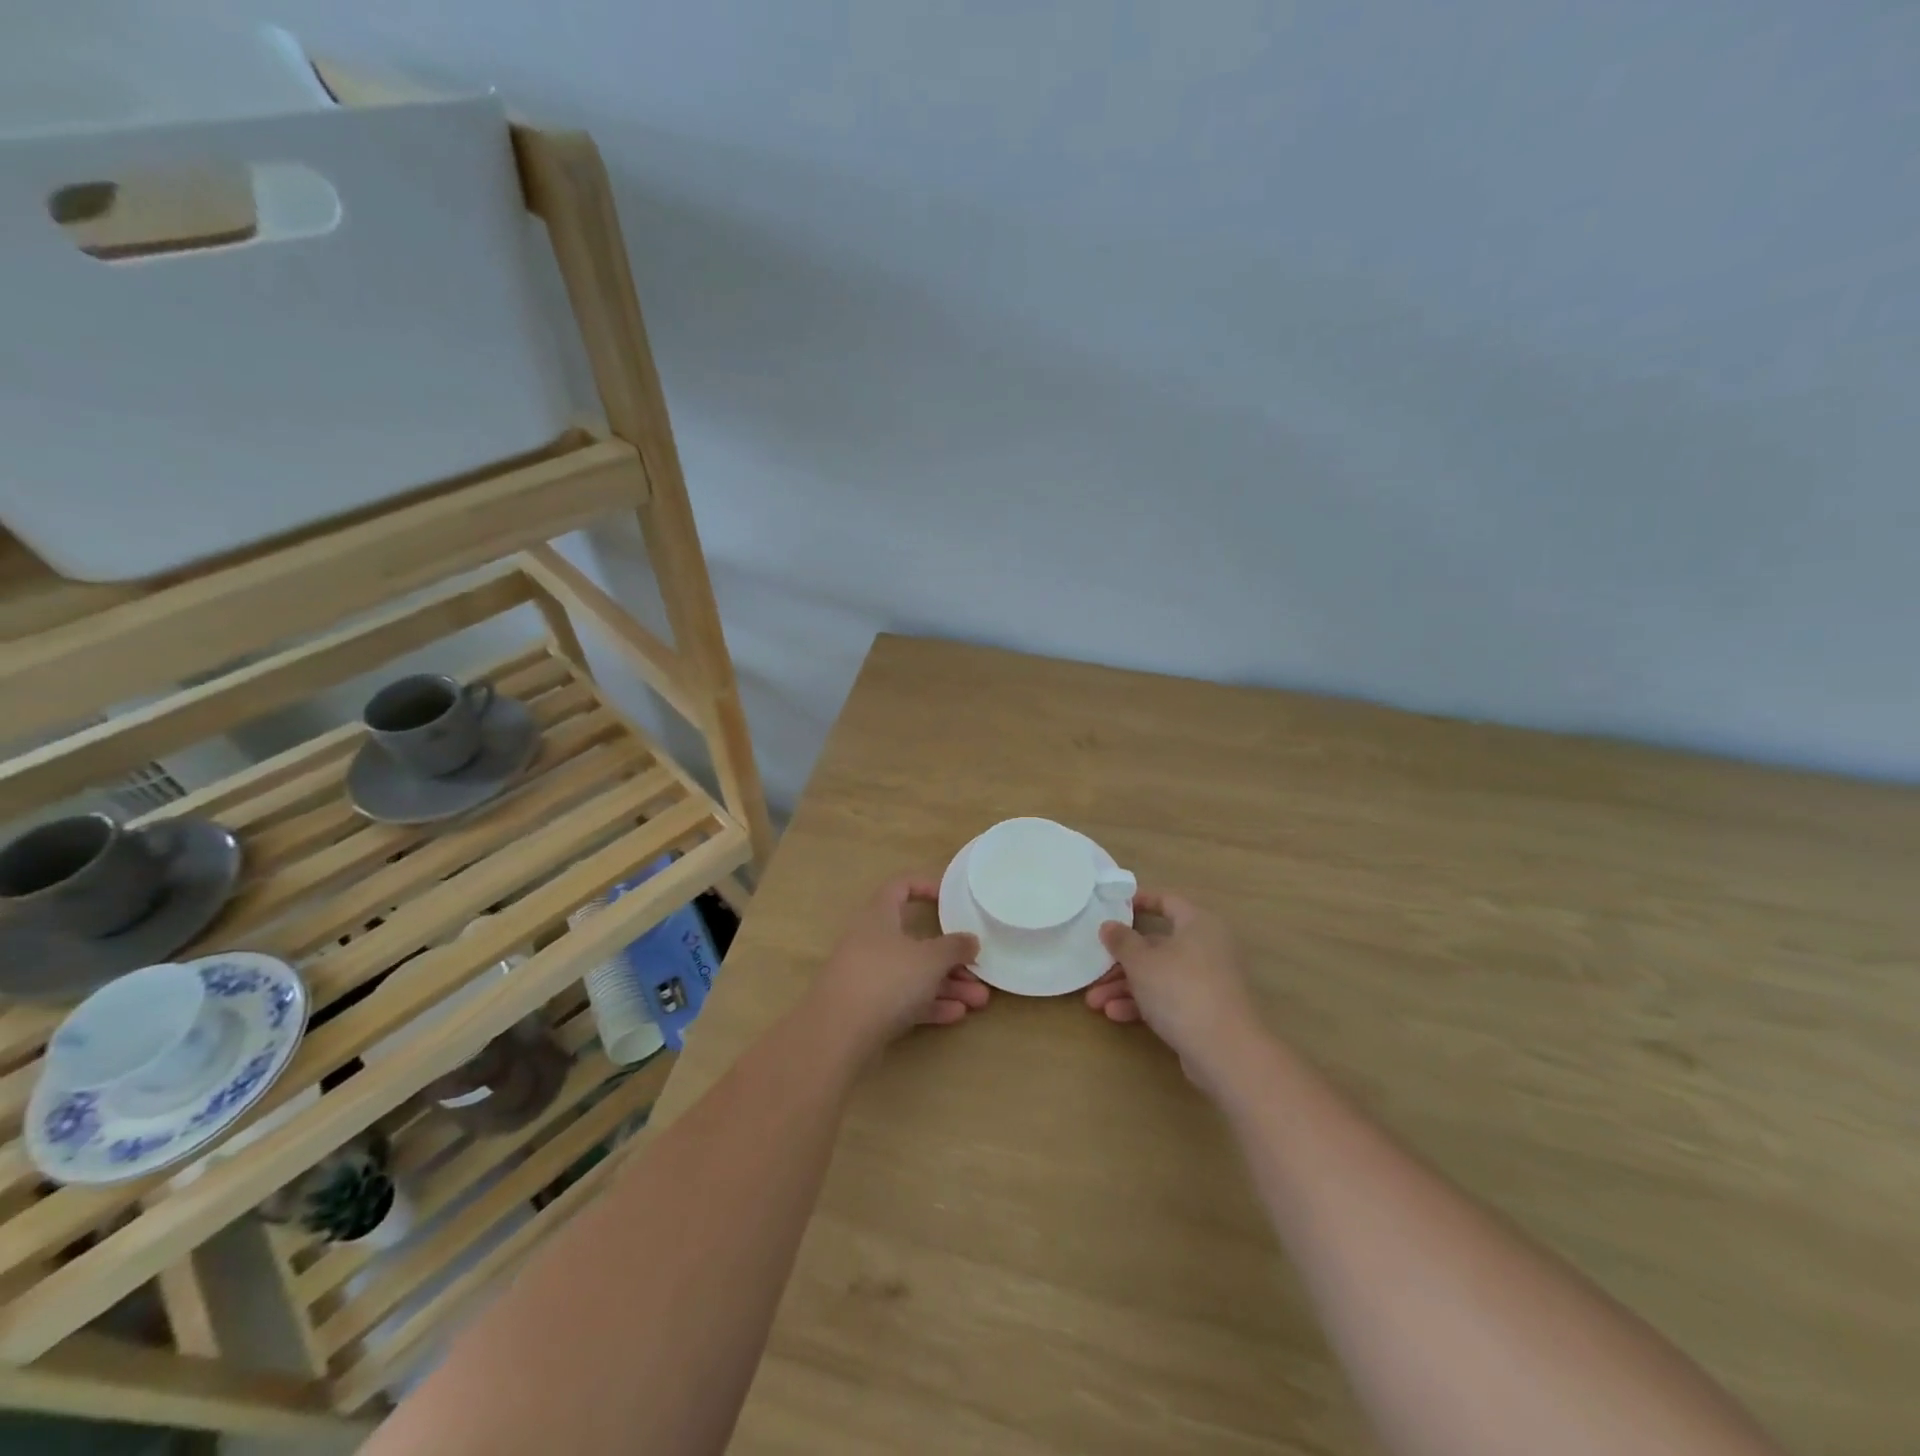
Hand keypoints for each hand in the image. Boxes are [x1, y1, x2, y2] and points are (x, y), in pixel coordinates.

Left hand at [804, 874, 986, 1060]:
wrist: (837, 1035)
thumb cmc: (886, 979)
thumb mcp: (930, 959)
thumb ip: (954, 947)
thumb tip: (970, 940)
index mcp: (878, 915)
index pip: (900, 887)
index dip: (925, 886)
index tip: (950, 899)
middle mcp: (870, 941)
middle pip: (915, 940)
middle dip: (950, 957)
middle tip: (978, 970)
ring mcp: (867, 976)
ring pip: (913, 974)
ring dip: (946, 984)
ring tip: (979, 1001)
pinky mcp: (867, 1008)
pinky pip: (903, 1000)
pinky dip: (929, 1004)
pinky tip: (956, 1015)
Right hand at [1085, 891, 1263, 1092]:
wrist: (1226, 1052)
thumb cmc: (1181, 990)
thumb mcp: (1142, 962)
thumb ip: (1121, 941)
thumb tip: (1109, 925)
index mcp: (1198, 924)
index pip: (1167, 901)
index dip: (1139, 901)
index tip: (1112, 908)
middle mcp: (1207, 947)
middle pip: (1156, 945)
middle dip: (1121, 961)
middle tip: (1094, 970)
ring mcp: (1208, 981)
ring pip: (1159, 975)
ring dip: (1126, 986)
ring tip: (1094, 1002)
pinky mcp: (1206, 1010)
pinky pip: (1169, 998)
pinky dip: (1144, 1003)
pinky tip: (1115, 1015)